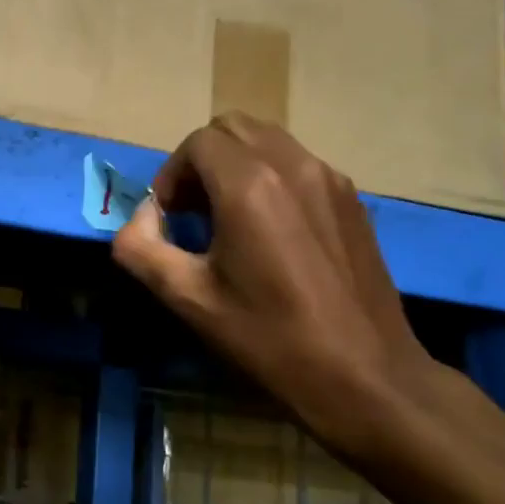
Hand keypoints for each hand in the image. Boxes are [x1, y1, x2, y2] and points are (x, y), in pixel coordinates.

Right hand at [112, 113, 435, 451]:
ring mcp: (330, 179)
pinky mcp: (352, 200)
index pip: (197, 142)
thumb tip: (139, 220)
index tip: (168, 219)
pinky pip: (298, 164)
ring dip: (235, 166)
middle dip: (201, 161)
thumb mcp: (188, 299)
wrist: (365, 375)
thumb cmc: (269, 338)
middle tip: (192, 211)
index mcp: (250, 186)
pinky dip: (270, 178)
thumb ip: (140, 249)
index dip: (171, 175)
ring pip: (268, 141)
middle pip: (233, 128)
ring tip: (228, 220)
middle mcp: (293, 166)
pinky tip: (270, 233)